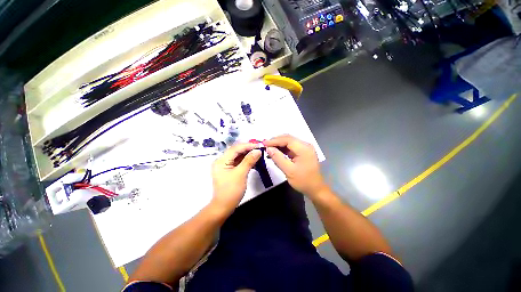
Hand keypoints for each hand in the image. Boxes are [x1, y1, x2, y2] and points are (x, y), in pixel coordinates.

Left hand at [211, 143, 261, 212]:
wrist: (224, 206)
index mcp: (221, 161)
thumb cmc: (231, 191)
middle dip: (248, 149)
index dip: (247, 145)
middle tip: (260, 149)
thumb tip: (258, 150)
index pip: (235, 148)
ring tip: (258, 154)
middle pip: (236, 151)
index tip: (259, 145)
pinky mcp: (229, 170)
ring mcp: (225, 166)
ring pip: (238, 156)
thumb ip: (249, 161)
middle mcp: (222, 161)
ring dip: (248, 155)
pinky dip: (246, 161)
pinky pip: (238, 162)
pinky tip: (254, 161)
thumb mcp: (241, 174)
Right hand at [264, 135, 327, 197]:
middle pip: (288, 138)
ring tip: (269, 149)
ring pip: (289, 142)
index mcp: (304, 148)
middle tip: (265, 145)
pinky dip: (283, 149)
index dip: (274, 140)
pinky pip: (291, 147)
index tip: (264, 144)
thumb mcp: (289, 171)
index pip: (287, 139)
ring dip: (279, 145)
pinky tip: (276, 152)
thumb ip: (278, 158)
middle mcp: (305, 145)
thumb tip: (268, 149)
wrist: (316, 189)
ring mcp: (305, 148)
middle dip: (276, 141)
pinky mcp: (303, 152)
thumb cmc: (303, 181)